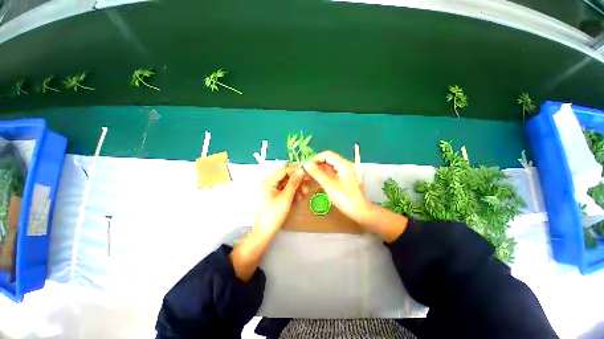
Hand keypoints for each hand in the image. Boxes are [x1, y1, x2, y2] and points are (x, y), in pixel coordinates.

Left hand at [254, 166, 305, 233]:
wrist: (265, 232)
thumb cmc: (274, 214)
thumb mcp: (286, 197)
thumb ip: (294, 182)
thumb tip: (301, 170)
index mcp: (268, 182)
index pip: (283, 170)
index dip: (295, 169)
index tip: (306, 171)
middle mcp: (269, 184)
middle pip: (285, 177)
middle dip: (297, 179)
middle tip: (308, 181)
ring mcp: (271, 190)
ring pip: (286, 184)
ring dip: (296, 187)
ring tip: (305, 192)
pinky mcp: (274, 197)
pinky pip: (285, 191)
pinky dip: (292, 192)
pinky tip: (299, 197)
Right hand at [303, 151, 371, 224]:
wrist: (360, 211)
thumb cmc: (345, 198)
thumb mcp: (329, 185)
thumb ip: (317, 173)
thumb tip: (306, 164)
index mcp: (343, 164)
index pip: (327, 154)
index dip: (316, 158)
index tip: (306, 165)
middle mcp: (344, 165)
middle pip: (328, 160)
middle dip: (317, 164)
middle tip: (307, 172)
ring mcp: (345, 172)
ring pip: (330, 167)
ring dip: (320, 170)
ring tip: (310, 177)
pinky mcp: (344, 179)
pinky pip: (332, 173)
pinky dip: (325, 175)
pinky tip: (318, 181)